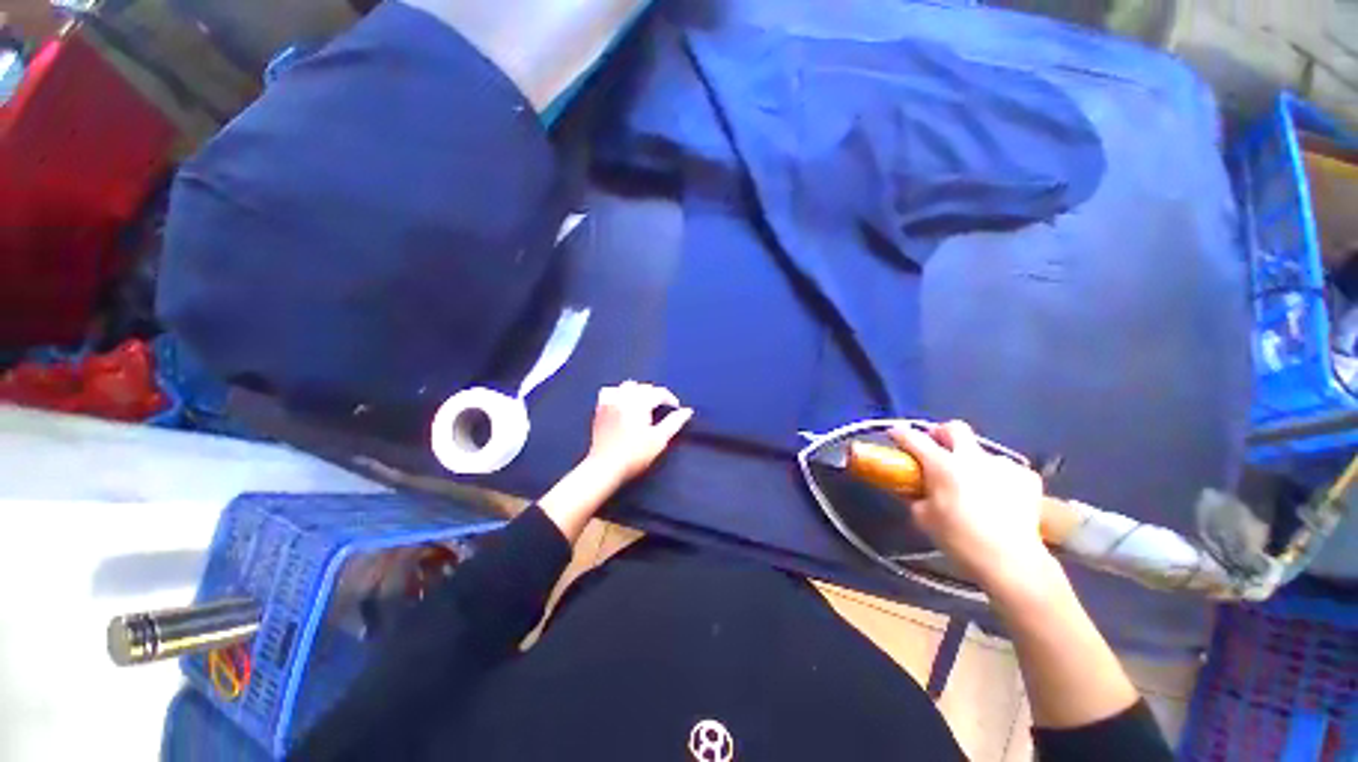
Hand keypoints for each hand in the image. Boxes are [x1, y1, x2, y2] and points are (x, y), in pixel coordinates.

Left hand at [585, 381, 693, 483]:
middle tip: (661, 407)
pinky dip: (618, 393)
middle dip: (654, 393)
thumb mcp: (659, 440)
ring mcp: (610, 402)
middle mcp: (624, 398)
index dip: (670, 399)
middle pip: (643, 386)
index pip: (659, 392)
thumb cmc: (634, 455)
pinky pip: (609, 392)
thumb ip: (674, 422)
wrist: (605, 467)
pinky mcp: (599, 410)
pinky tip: (621, 402)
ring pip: (626, 386)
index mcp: (640, 403)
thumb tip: (687, 411)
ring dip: (637, 390)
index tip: (676, 408)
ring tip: (642, 402)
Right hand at [890, 421, 1052, 591]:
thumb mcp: (923, 518)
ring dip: (973, 460)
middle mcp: (972, 458)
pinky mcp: (1027, 478)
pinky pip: (1006, 469)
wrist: (1010, 561)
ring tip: (973, 481)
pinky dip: (998, 476)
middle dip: (941, 432)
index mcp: (942, 465)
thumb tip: (913, 489)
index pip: (914, 438)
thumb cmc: (958, 539)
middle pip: (955, 428)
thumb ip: (915, 496)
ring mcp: (1003, 466)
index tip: (894, 433)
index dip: (900, 433)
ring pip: (983, 451)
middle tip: (936, 447)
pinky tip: (998, 494)